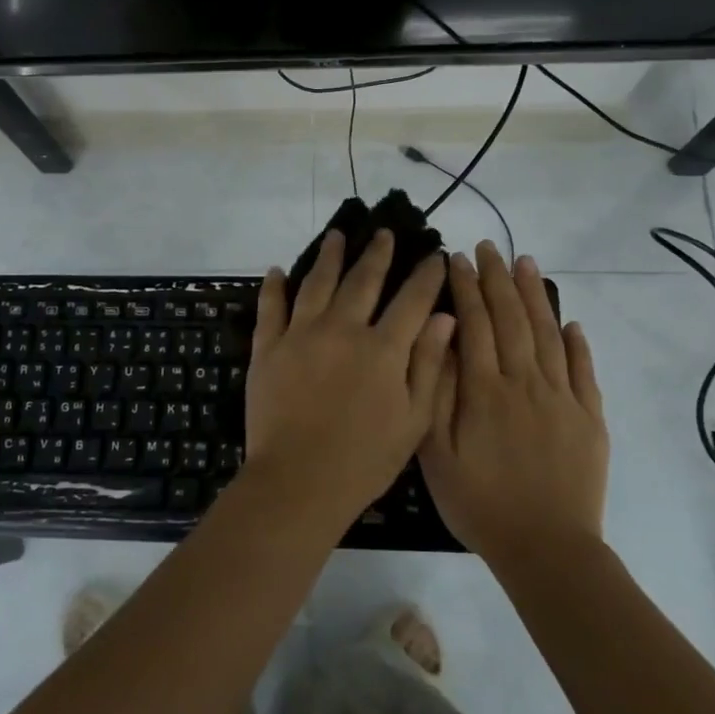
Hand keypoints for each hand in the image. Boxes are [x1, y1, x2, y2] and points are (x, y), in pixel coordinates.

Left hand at [243, 230, 455, 533]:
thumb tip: (446, 316)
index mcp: (383, 348)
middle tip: (384, 232)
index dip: (426, 276)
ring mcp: (301, 335)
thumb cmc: (365, 459)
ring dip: (328, 256)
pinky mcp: (268, 348)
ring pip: (316, 283)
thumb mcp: (413, 419)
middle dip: (377, 254)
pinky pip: (271, 308)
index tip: (435, 255)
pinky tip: (277, 270)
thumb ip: (428, 364)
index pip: (411, 300)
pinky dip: (274, 287)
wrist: (299, 481)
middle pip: (362, 280)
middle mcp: (342, 329)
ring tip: (336, 236)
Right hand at [418, 242, 608, 560]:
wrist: (547, 549)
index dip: (464, 288)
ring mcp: (563, 399)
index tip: (456, 258)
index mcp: (485, 390)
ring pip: (549, 334)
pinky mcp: (590, 418)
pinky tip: (572, 323)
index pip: (474, 324)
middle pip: (512, 318)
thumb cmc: (480, 503)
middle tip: (489, 247)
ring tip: (526, 263)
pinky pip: (585, 371)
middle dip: (497, 279)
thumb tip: (442, 340)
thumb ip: (436, 393)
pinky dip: (578, 343)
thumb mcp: (436, 454)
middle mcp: (526, 383)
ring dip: (536, 296)